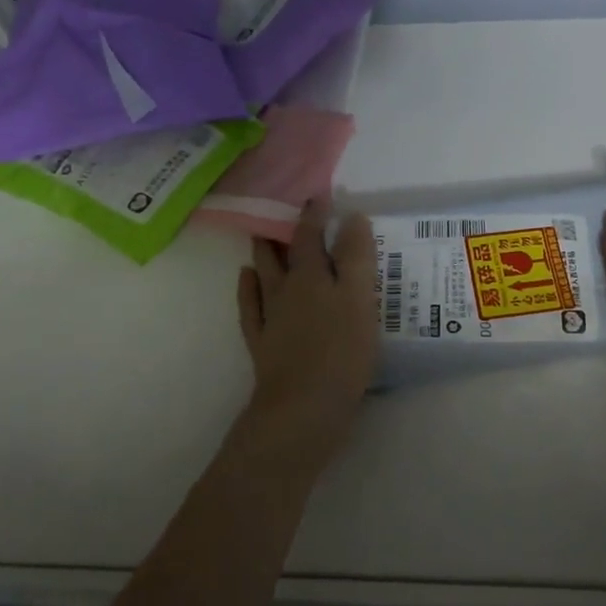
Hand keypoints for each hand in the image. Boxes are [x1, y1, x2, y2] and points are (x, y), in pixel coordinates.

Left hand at [236, 201, 378, 447]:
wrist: (302, 409)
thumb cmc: (341, 354)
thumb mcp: (359, 301)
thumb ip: (356, 259)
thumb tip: (352, 218)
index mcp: (313, 277)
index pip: (312, 235)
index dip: (315, 214)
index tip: (319, 195)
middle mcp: (287, 290)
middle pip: (284, 253)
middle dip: (287, 230)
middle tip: (287, 211)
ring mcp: (270, 317)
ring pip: (262, 275)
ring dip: (263, 253)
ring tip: (262, 236)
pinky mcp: (262, 343)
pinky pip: (249, 307)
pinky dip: (247, 289)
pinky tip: (246, 279)